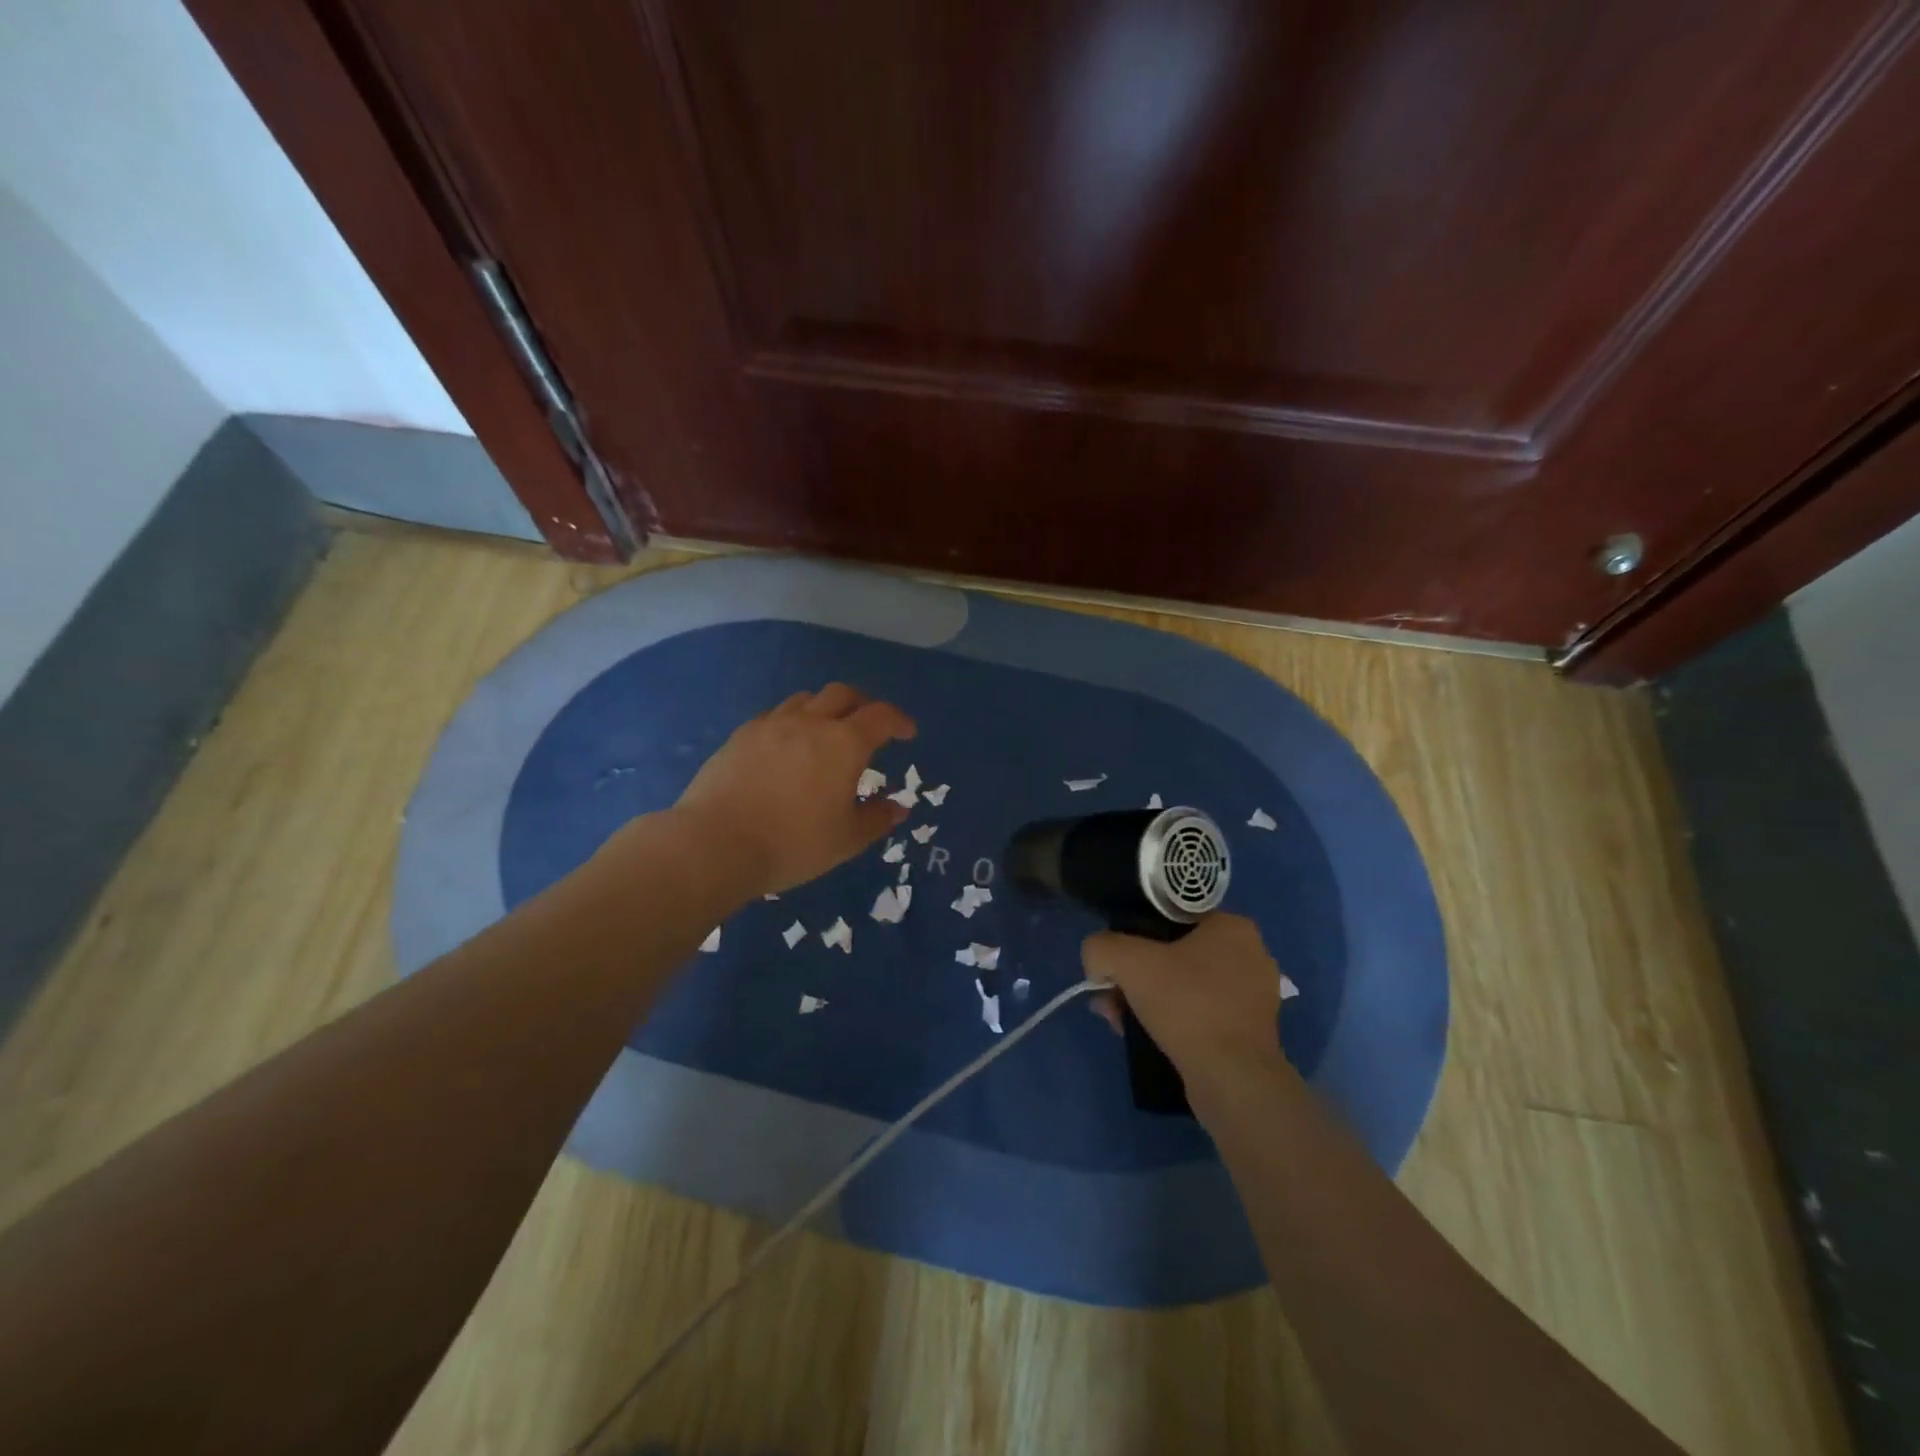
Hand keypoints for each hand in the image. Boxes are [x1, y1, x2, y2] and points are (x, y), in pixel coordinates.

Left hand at [667, 683, 915, 896]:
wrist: (715, 843)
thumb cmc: (793, 843)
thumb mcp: (846, 840)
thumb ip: (876, 819)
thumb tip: (898, 808)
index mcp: (844, 743)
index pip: (881, 716)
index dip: (899, 721)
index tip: (907, 733)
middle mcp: (810, 722)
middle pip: (843, 694)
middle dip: (863, 705)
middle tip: (868, 727)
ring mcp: (771, 725)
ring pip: (806, 699)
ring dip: (824, 709)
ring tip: (826, 733)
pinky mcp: (741, 735)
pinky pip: (775, 716)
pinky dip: (792, 722)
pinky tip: (786, 747)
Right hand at [1081, 914, 1291, 1088]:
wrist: (1232, 1079)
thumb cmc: (1186, 1004)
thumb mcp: (1127, 961)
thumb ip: (1101, 948)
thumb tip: (1098, 964)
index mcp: (1233, 927)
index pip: (1172, 918)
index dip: (1137, 936)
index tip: (1117, 962)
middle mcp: (1250, 956)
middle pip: (1175, 955)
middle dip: (1137, 976)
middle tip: (1112, 995)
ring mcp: (1254, 997)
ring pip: (1184, 987)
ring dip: (1148, 1000)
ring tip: (1119, 1019)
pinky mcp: (1250, 1033)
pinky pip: (1200, 1015)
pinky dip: (1172, 1022)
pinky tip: (1144, 1036)